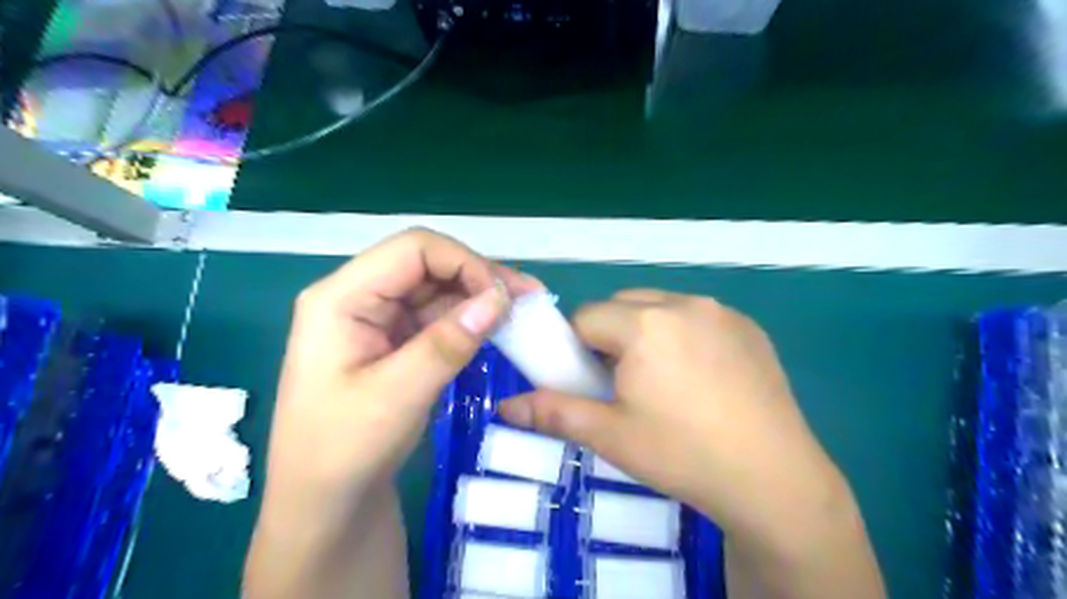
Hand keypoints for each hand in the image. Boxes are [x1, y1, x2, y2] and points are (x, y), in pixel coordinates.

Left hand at [260, 230, 542, 523]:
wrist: (323, 508)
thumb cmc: (343, 453)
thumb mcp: (397, 396)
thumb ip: (448, 343)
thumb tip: (500, 298)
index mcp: (341, 298)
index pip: (413, 250)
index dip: (465, 262)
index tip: (504, 297)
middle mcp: (358, 298)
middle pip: (427, 265)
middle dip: (478, 277)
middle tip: (529, 299)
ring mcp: (376, 321)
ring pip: (436, 290)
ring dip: (478, 298)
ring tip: (522, 314)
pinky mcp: (393, 343)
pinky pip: (436, 318)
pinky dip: (468, 321)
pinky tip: (497, 330)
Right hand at [499, 292, 851, 549]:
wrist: (773, 480)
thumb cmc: (682, 454)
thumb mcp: (610, 436)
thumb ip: (553, 413)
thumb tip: (504, 407)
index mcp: (645, 324)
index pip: (587, 318)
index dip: (579, 348)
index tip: (591, 380)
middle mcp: (683, 303)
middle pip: (623, 306)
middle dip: (612, 336)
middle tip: (625, 383)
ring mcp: (721, 312)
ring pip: (661, 307)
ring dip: (647, 332)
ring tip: (664, 381)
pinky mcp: (749, 326)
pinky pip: (698, 317)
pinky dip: (684, 334)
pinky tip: (701, 377)